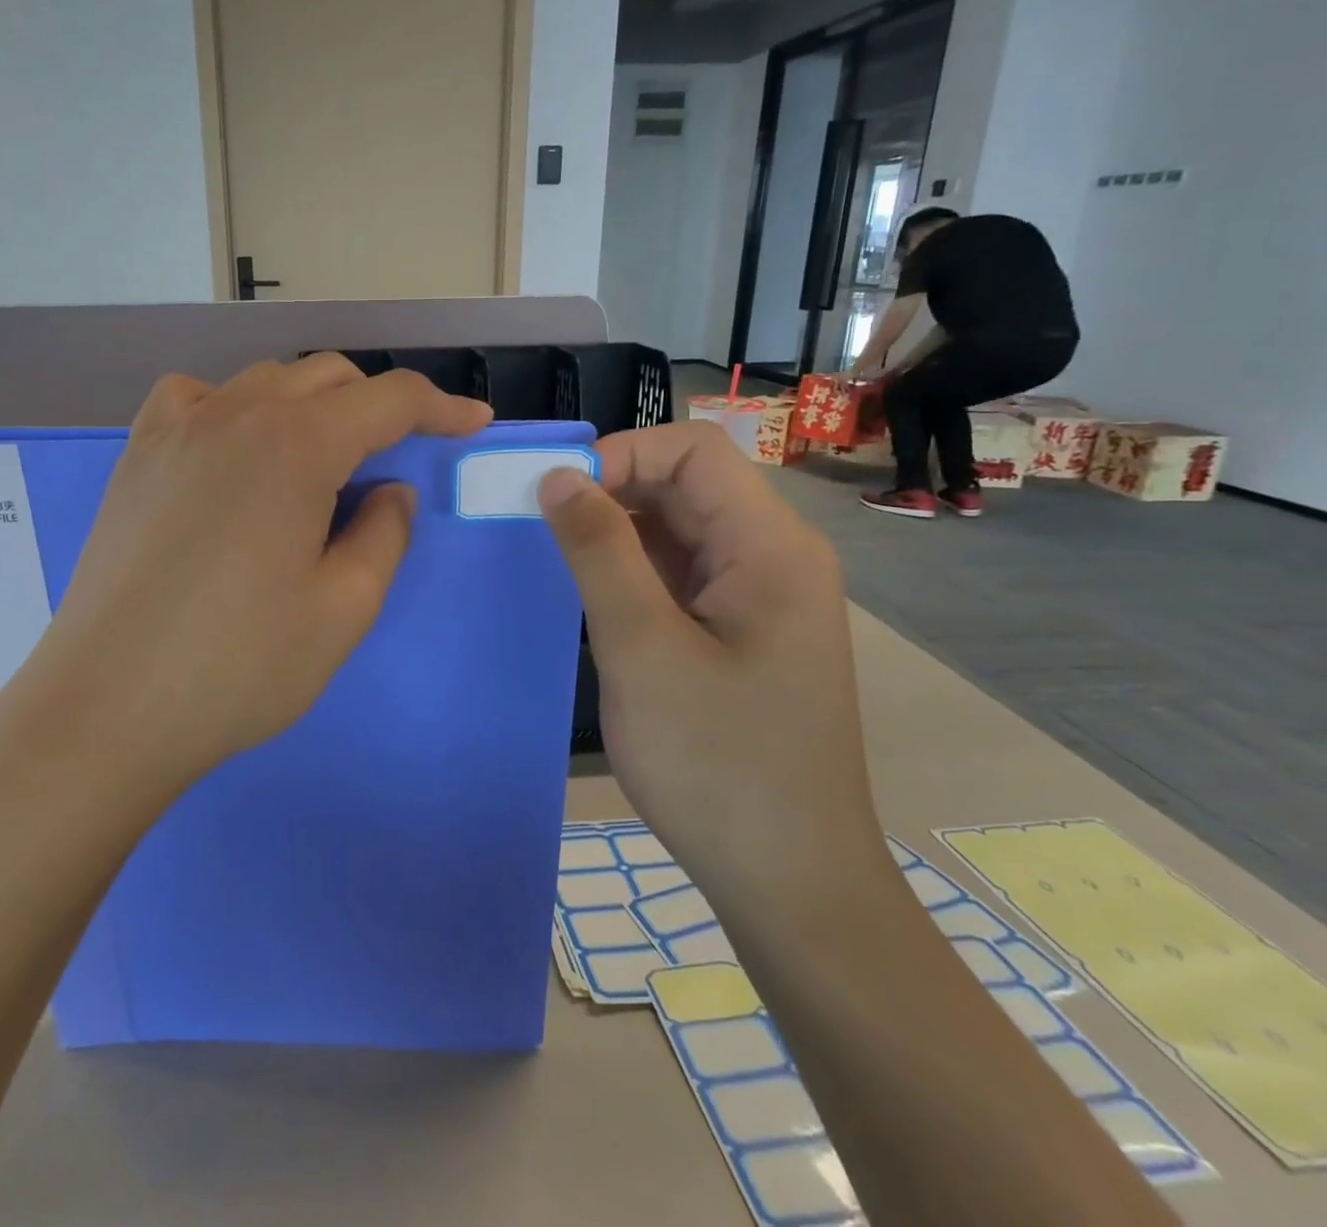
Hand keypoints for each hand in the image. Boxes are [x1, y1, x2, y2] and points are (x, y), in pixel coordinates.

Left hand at [10, 355, 489, 776]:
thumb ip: (384, 534)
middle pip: (327, 377)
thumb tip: (390, 491)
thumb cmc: (239, 665)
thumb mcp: (344, 609)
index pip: (387, 399)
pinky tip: (237, 450)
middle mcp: (235, 413)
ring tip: (324, 459)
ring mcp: (176, 428)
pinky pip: (199, 398)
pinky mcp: (137, 455)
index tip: (472, 424)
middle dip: (377, 405)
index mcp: (296, 444)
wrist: (108, 706)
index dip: (439, 407)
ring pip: (265, 382)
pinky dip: (238, 407)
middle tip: (399, 457)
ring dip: (312, 404)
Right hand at [537, 423, 883, 893]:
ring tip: (558, 563)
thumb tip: (558, 477)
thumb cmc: (718, 763)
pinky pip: (681, 573)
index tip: (553, 496)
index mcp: (770, 547)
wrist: (788, 878)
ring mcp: (759, 595)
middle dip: (611, 492)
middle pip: (686, 485)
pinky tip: (594, 599)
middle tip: (540, 527)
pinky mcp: (739, 629)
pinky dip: (633, 571)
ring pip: (679, 529)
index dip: (618, 455)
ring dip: (617, 534)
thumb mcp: (643, 649)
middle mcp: (773, 556)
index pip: (692, 451)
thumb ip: (599, 552)